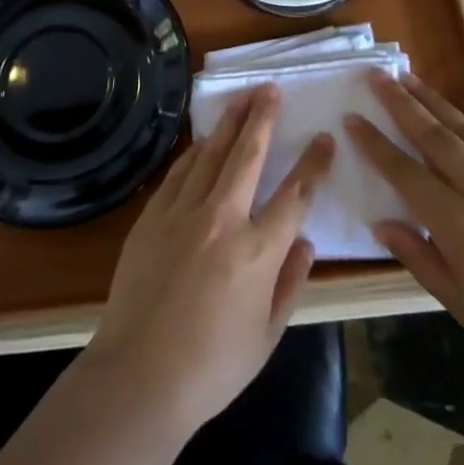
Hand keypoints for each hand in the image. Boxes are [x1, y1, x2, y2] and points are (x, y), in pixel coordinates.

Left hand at [88, 85, 334, 434]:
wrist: (139, 375)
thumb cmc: (212, 366)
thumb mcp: (268, 334)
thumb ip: (290, 282)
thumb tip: (305, 241)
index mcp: (258, 251)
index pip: (295, 194)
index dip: (313, 163)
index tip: (325, 138)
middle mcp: (222, 219)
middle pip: (247, 155)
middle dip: (263, 118)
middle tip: (271, 89)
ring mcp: (182, 213)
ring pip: (210, 154)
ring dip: (228, 123)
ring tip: (241, 98)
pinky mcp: (152, 217)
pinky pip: (178, 173)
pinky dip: (195, 152)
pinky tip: (203, 140)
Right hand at [346, 72, 463, 406]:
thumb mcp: (461, 304)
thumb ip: (418, 257)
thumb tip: (381, 221)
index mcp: (458, 225)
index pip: (405, 173)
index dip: (375, 143)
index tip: (352, 117)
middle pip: (435, 137)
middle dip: (401, 104)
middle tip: (377, 75)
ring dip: (437, 102)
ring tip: (411, 78)